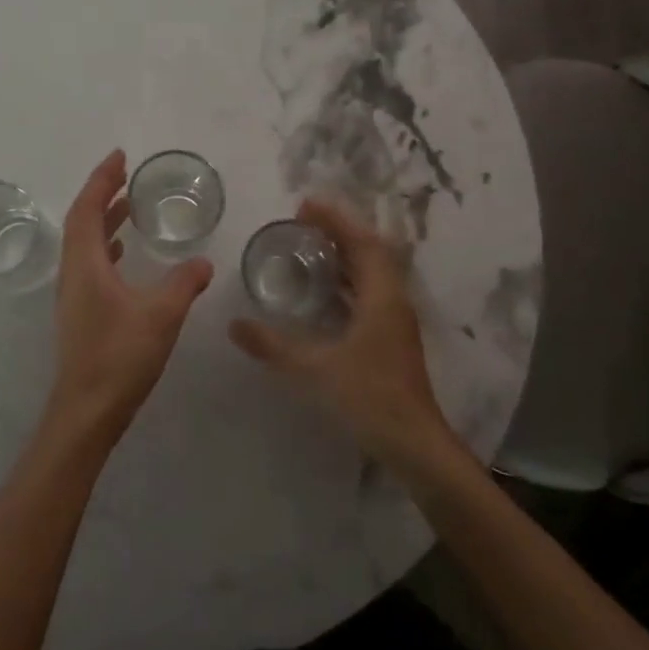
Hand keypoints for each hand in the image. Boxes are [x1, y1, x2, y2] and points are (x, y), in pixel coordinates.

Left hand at [46, 150, 213, 447]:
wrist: (87, 411)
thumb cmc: (120, 356)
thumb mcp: (161, 315)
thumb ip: (184, 284)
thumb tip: (203, 262)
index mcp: (85, 265)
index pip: (87, 209)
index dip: (101, 180)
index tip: (119, 157)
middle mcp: (73, 274)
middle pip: (82, 222)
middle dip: (102, 195)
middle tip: (127, 176)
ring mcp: (74, 296)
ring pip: (85, 245)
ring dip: (105, 221)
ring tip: (130, 207)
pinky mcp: (81, 314)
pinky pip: (91, 266)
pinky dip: (107, 248)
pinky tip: (125, 255)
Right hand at [228, 198, 456, 468]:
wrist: (414, 443)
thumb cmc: (370, 398)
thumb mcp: (316, 369)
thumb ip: (274, 346)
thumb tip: (234, 325)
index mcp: (382, 297)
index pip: (362, 243)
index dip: (336, 220)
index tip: (305, 205)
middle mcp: (393, 301)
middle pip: (370, 252)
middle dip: (339, 232)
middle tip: (302, 223)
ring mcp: (394, 321)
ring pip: (371, 274)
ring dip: (344, 256)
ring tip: (309, 248)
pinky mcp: (390, 338)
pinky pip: (368, 294)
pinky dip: (346, 282)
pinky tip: (322, 293)